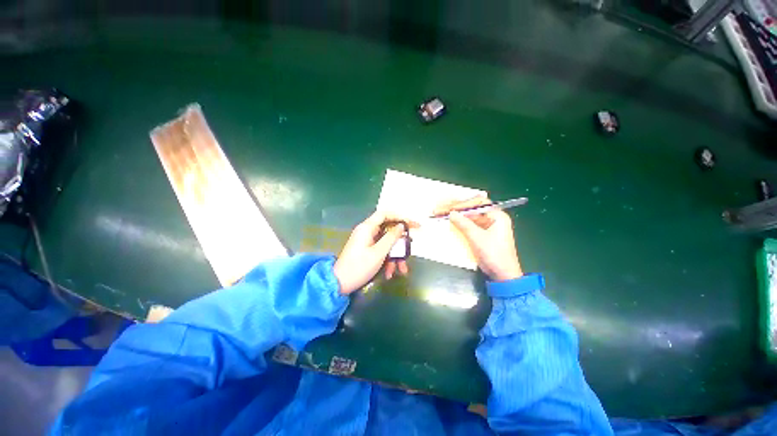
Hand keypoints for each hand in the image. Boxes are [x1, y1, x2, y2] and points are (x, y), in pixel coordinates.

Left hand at [333, 211, 418, 294]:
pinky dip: (387, 260)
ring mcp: (366, 241)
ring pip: (386, 243)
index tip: (413, 224)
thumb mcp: (379, 252)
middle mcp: (367, 231)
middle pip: (388, 230)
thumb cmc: (359, 267)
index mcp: (367, 228)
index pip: (385, 214)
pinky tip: (389, 273)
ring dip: (395, 255)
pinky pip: (381, 251)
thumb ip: (391, 237)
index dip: (400, 217)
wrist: (339, 284)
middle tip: (410, 247)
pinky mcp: (366, 250)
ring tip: (401, 269)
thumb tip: (401, 226)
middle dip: (400, 242)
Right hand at [435, 196, 522, 281]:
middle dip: (459, 209)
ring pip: (472, 217)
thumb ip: (464, 224)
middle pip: (475, 209)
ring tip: (446, 213)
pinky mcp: (485, 235)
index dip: (463, 204)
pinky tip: (453, 222)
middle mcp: (495, 219)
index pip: (479, 204)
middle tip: (445, 208)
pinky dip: (462, 224)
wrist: (503, 275)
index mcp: (498, 216)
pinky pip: (472, 225)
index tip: (450, 206)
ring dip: (459, 216)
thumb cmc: (494, 254)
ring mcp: (490, 227)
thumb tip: (452, 213)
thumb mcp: (477, 238)